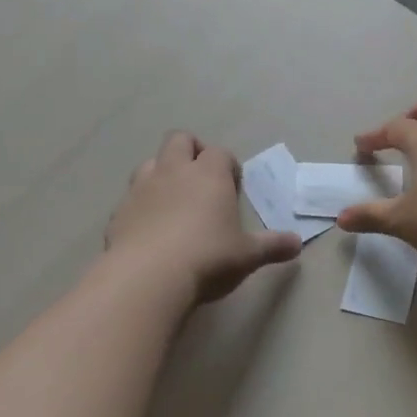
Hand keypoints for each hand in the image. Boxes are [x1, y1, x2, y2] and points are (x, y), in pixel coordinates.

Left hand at [105, 131, 301, 302]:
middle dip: (191, 151)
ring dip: (162, 173)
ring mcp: (141, 188)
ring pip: (150, 163)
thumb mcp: (247, 255)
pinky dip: (141, 205)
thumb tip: (297, 243)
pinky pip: (131, 198)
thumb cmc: (208, 258)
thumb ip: (272, 246)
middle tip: (201, 180)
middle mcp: (173, 171)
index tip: (233, 186)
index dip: (228, 166)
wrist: (148, 277)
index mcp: (208, 174)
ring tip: (173, 201)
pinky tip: (149, 230)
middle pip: (180, 140)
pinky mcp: (119, 211)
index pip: (220, 153)